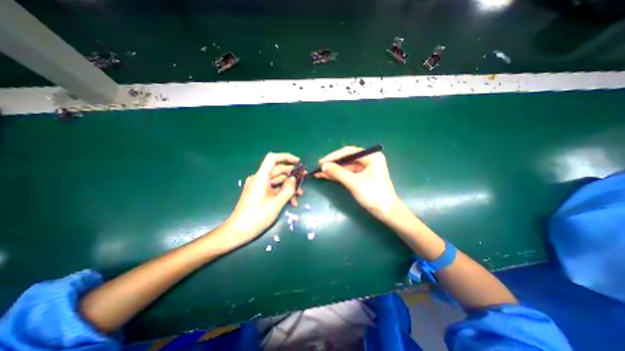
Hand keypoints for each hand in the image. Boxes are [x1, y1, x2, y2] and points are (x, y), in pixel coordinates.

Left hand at [224, 152, 303, 247]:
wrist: (238, 231)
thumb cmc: (256, 217)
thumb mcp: (276, 204)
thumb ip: (288, 190)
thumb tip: (294, 179)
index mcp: (260, 177)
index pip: (272, 158)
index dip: (286, 157)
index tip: (298, 162)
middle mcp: (259, 179)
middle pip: (277, 170)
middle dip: (292, 175)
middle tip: (304, 179)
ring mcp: (259, 186)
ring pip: (277, 181)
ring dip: (289, 186)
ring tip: (300, 195)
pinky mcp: (260, 193)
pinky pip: (274, 188)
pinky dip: (282, 192)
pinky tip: (291, 202)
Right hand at [316, 147, 396, 220]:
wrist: (386, 212)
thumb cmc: (373, 195)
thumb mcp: (353, 182)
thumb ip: (338, 172)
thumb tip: (323, 166)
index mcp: (371, 157)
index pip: (349, 152)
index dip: (333, 156)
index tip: (321, 162)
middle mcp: (369, 160)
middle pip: (347, 159)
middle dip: (333, 164)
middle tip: (319, 167)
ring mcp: (366, 169)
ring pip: (346, 167)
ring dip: (334, 170)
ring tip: (320, 173)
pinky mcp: (363, 177)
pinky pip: (348, 173)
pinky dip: (339, 175)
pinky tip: (328, 176)